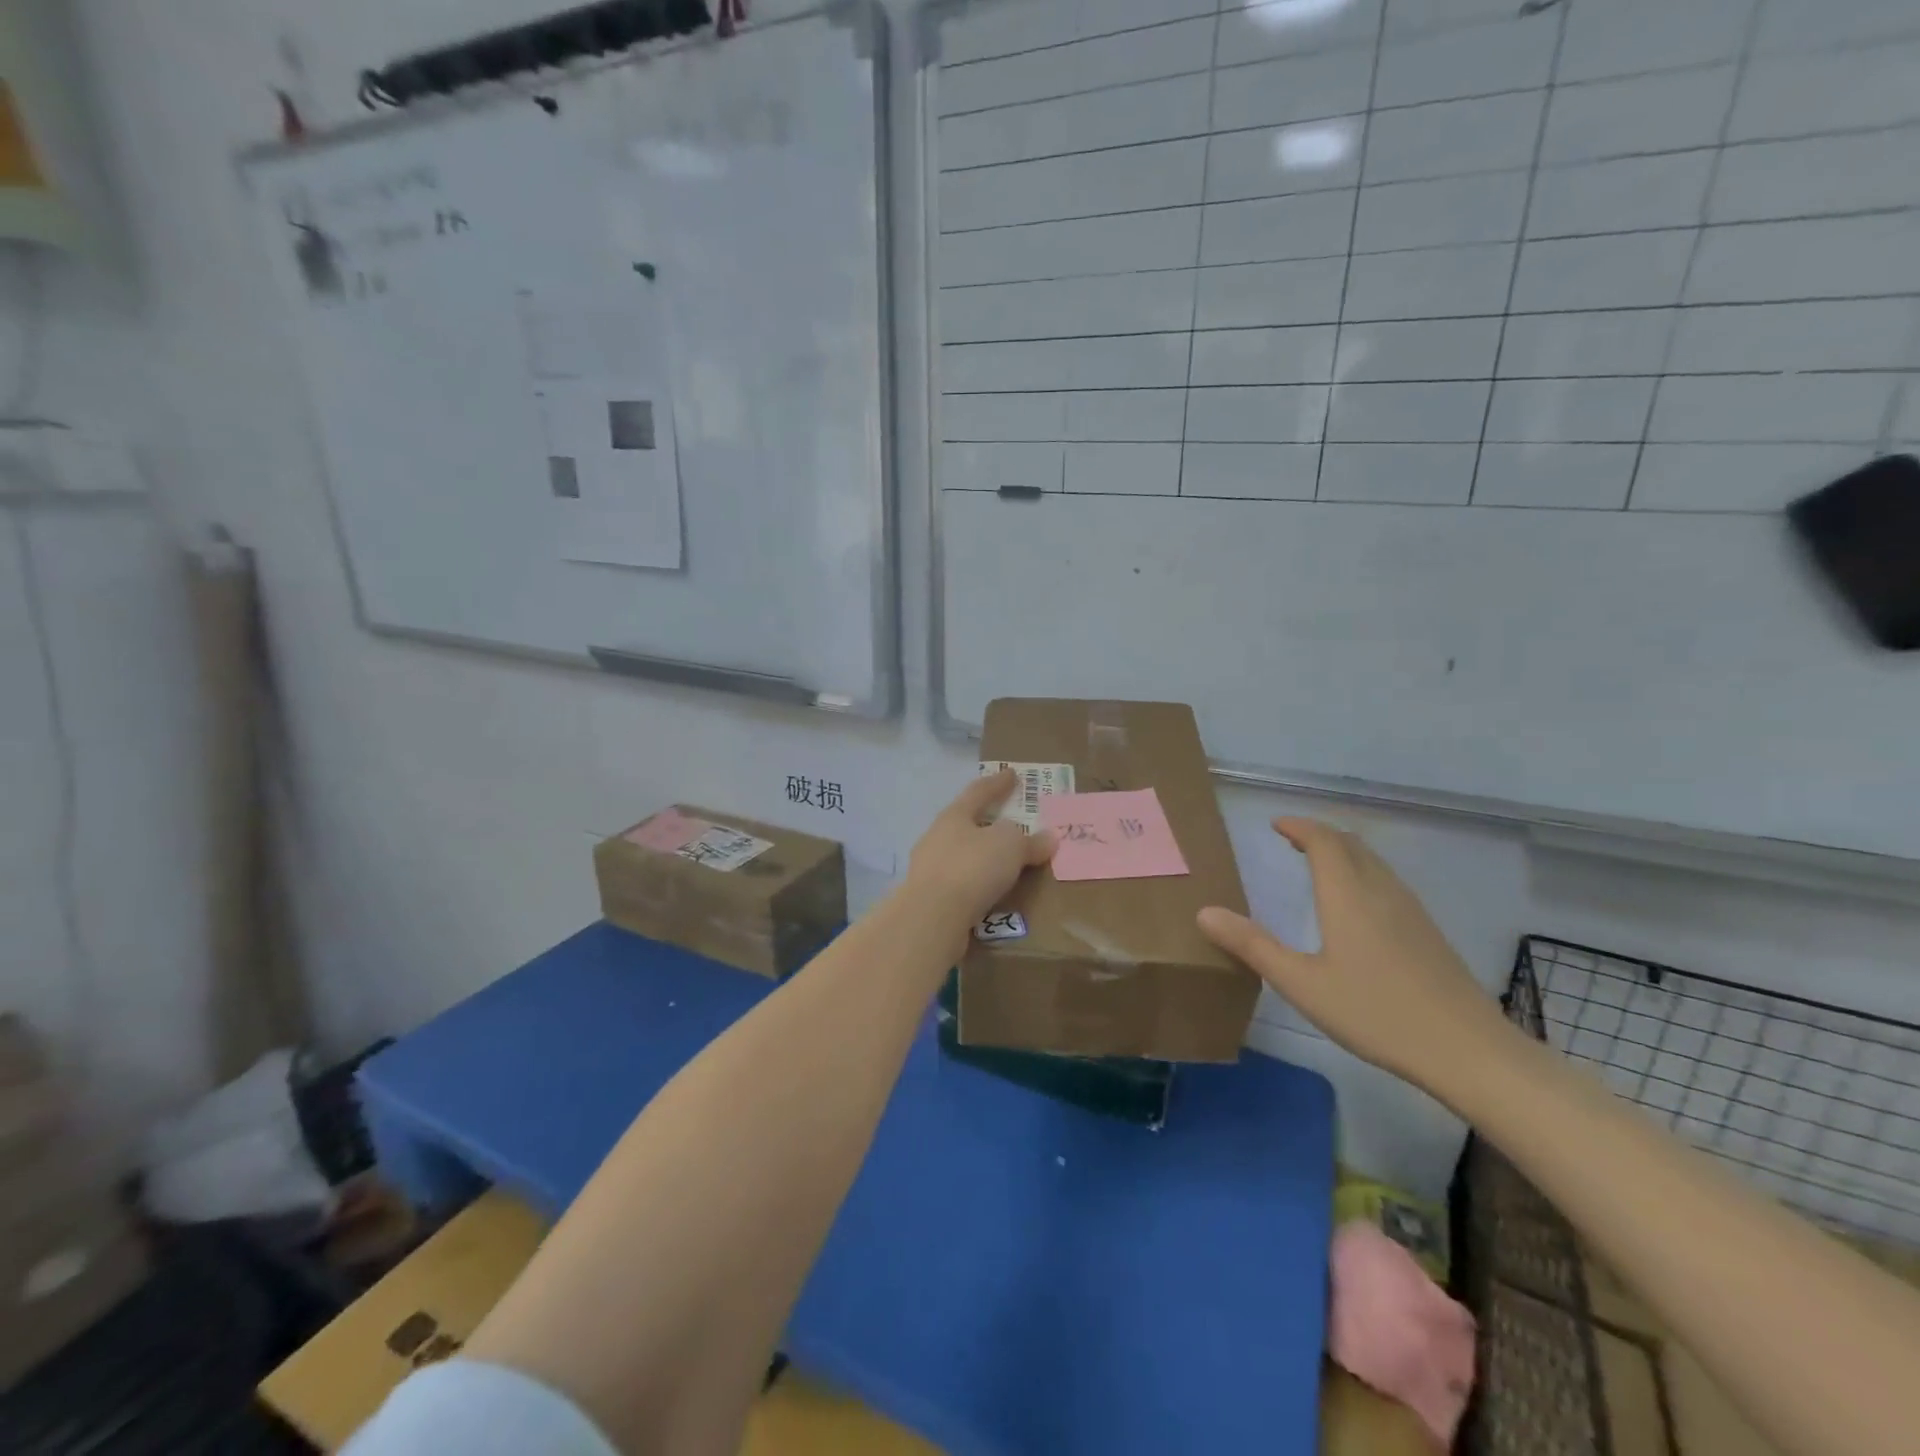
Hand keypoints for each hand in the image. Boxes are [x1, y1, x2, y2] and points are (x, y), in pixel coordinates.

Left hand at [902, 771, 1055, 937]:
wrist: (932, 917)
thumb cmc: (972, 867)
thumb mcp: (1010, 847)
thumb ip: (1030, 841)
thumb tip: (1048, 838)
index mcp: (954, 816)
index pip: (979, 792)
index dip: (998, 783)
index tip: (1012, 774)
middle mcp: (937, 837)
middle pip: (966, 823)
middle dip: (988, 822)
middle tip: (1010, 822)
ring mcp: (929, 868)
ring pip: (962, 855)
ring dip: (982, 856)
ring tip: (1005, 862)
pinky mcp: (930, 898)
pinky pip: (961, 883)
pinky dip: (978, 883)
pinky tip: (991, 891)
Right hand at [1196, 818, 1510, 1097]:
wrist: (1468, 1050)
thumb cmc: (1376, 1013)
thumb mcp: (1302, 984)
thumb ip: (1253, 946)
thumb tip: (1204, 912)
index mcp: (1348, 895)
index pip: (1324, 841)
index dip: (1299, 826)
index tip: (1276, 824)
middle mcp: (1381, 891)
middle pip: (1351, 845)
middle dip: (1320, 834)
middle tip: (1292, 839)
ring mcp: (1411, 910)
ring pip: (1374, 862)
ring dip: (1344, 852)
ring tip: (1319, 862)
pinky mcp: (1427, 932)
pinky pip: (1388, 882)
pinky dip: (1362, 872)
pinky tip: (1357, 904)